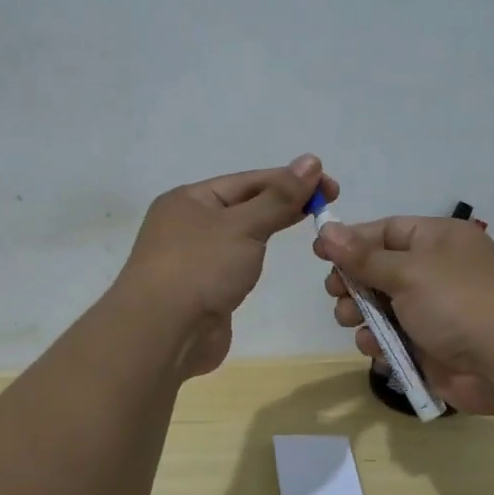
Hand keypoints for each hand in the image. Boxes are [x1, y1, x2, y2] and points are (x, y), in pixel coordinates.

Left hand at [118, 155, 337, 377]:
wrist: (162, 333)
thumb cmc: (200, 268)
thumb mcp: (244, 225)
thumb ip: (279, 197)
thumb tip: (311, 161)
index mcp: (189, 199)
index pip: (248, 181)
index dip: (291, 180)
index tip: (331, 186)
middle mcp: (186, 224)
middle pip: (243, 205)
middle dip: (283, 203)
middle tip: (328, 205)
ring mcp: (192, 259)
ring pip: (239, 236)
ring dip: (268, 229)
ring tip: (307, 227)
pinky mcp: (201, 289)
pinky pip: (234, 264)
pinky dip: (254, 258)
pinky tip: (271, 259)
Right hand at [313, 216, 493, 415]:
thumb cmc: (460, 303)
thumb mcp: (409, 272)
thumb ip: (364, 256)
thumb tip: (327, 228)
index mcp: (437, 239)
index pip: (385, 231)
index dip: (351, 241)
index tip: (319, 254)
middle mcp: (435, 270)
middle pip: (378, 269)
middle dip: (352, 281)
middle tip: (335, 293)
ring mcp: (433, 310)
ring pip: (381, 306)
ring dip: (359, 313)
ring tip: (349, 320)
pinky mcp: (430, 345)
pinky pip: (393, 337)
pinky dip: (378, 341)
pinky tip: (373, 348)